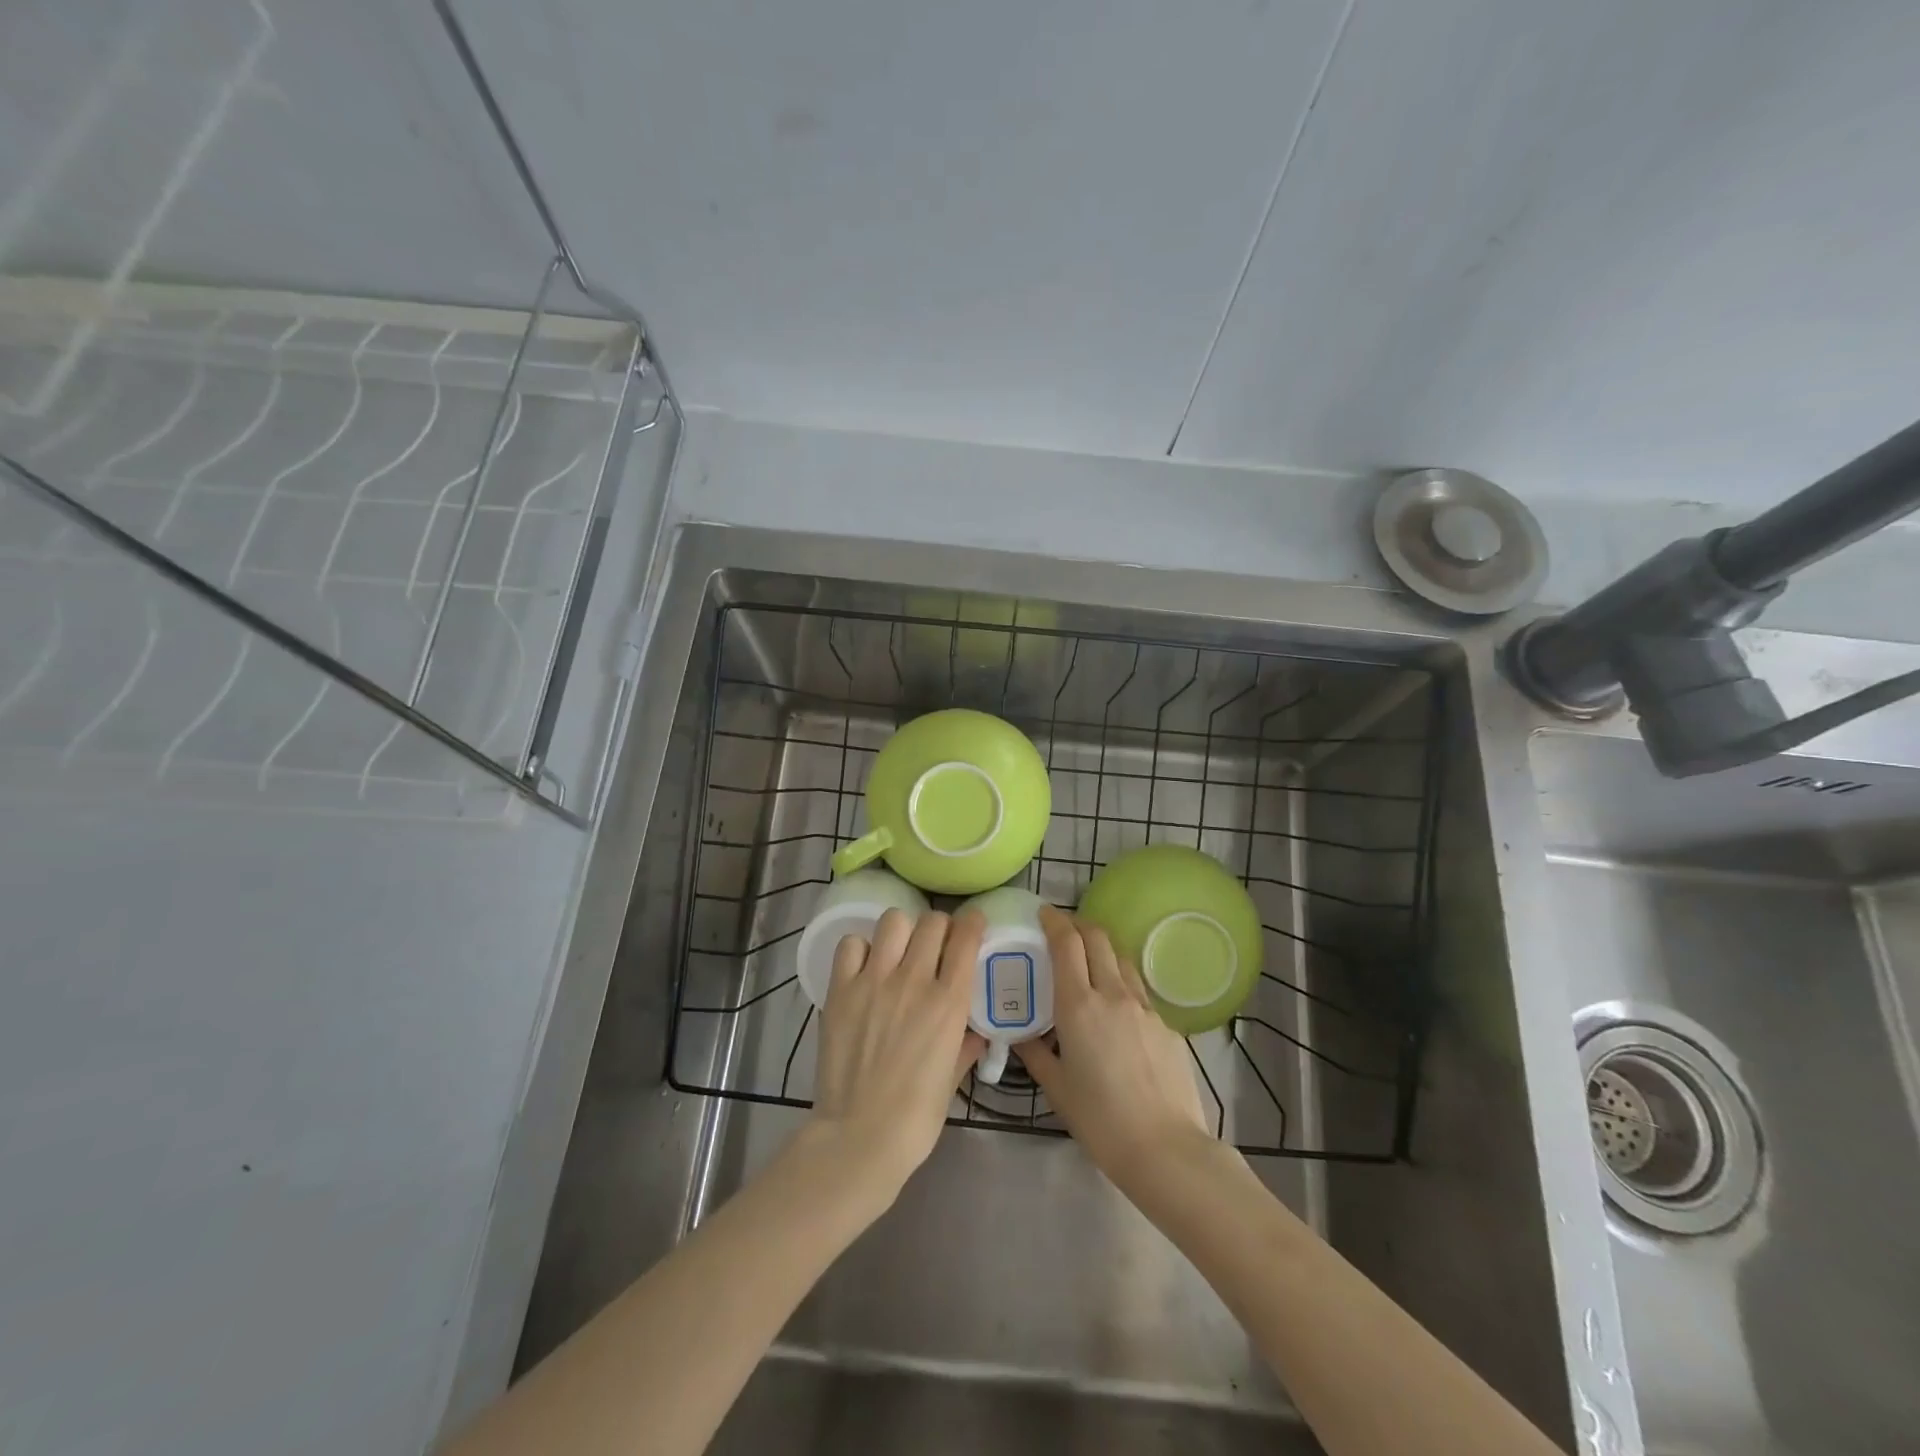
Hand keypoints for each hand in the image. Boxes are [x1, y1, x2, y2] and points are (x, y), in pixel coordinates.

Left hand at [809, 908, 986, 1202]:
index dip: (972, 923)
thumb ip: (965, 1047)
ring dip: (902, 931)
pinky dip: (861, 949)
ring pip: (894, 921)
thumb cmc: (917, 1116)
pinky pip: (852, 945)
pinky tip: (865, 968)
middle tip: (936, 945)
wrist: (860, 1137)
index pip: (966, 937)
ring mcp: (874, 981)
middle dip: (940, 927)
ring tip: (899, 951)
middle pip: (932, 922)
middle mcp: (914, 980)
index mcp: (949, 1002)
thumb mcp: (952, 1079)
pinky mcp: (841, 990)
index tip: (972, 925)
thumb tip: (977, 1034)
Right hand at [1016, 905, 1209, 1191]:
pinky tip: (1116, 1010)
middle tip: (1063, 931)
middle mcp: (1113, 994)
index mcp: (1079, 1005)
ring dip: (1103, 950)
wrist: (1167, 1149)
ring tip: (1089, 963)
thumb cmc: (1101, 1121)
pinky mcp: (1167, 1025)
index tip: (1043, 913)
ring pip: (1121, 959)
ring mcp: (1145, 1007)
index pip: (1066, 943)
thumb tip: (1020, 1034)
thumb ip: (1036, 1054)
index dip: (1054, 921)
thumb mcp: (1057, 1088)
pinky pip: (1139, 990)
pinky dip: (1122, 983)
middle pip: (1097, 938)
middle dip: (1078, 925)